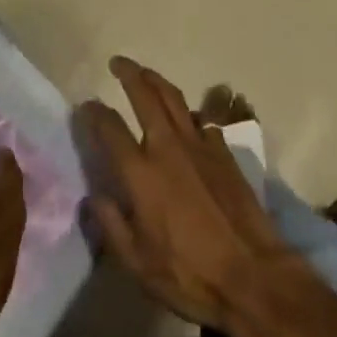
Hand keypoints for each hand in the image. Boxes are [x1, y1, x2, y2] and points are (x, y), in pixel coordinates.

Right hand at [80, 57, 301, 330]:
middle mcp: (167, 145)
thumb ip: (111, 225)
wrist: (250, 272)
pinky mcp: (222, 149)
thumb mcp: (138, 264)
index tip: (86, 105)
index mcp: (141, 172)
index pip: (110, 128)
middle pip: (144, 94)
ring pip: (173, 97)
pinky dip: (186, 113)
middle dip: (128, 73)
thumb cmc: (189, 274)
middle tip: (117, 63)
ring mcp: (198, 142)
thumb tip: (92, 195)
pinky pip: (200, 119)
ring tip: (145, 74)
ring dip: (156, 80)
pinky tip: (185, 119)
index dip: (94, 112)